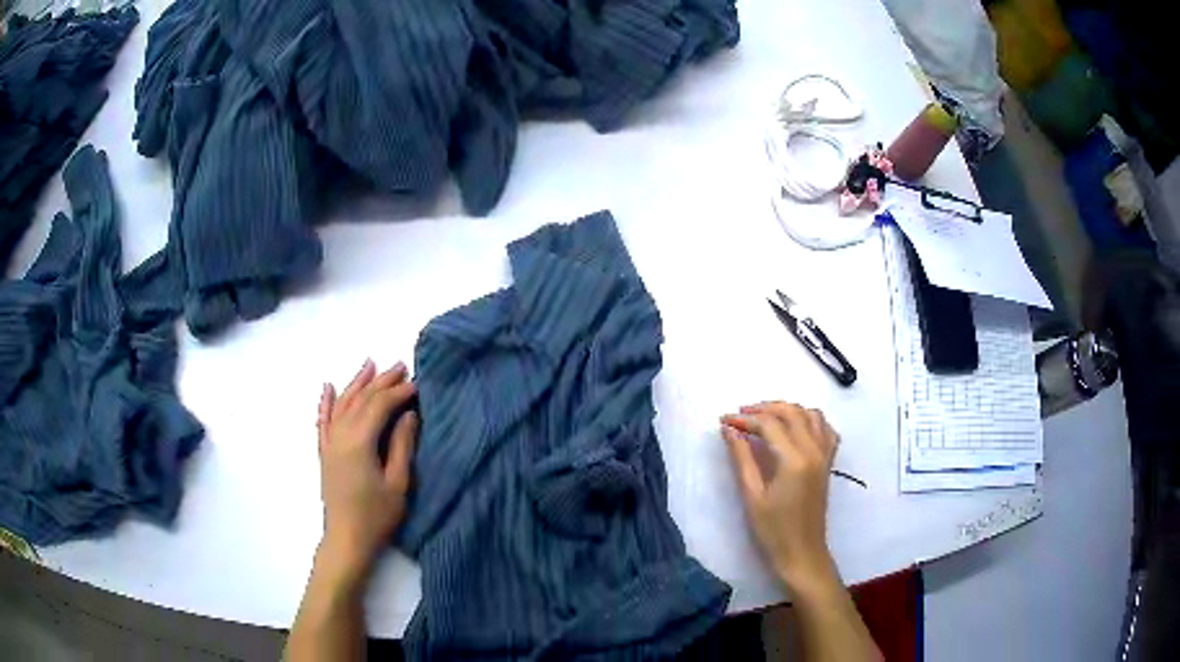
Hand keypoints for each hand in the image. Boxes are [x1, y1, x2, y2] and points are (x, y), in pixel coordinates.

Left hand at [316, 359, 418, 581]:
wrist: (347, 540)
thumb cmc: (376, 516)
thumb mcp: (398, 483)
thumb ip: (401, 445)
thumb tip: (408, 414)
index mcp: (359, 442)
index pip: (379, 406)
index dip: (398, 392)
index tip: (417, 384)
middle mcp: (340, 435)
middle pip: (360, 399)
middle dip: (380, 381)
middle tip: (400, 366)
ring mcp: (329, 443)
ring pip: (342, 404)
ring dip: (356, 383)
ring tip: (369, 364)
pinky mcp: (325, 453)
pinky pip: (323, 420)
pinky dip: (325, 402)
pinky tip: (328, 387)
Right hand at [721, 402, 839, 595]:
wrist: (801, 554)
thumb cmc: (772, 531)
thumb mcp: (752, 495)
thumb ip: (742, 458)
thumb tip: (729, 430)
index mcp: (794, 460)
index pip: (769, 425)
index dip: (745, 420)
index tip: (724, 421)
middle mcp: (814, 450)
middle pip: (792, 412)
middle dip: (765, 408)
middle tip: (741, 415)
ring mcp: (824, 455)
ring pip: (811, 415)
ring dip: (788, 410)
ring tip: (765, 418)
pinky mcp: (828, 463)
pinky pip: (825, 429)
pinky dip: (810, 421)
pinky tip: (795, 429)